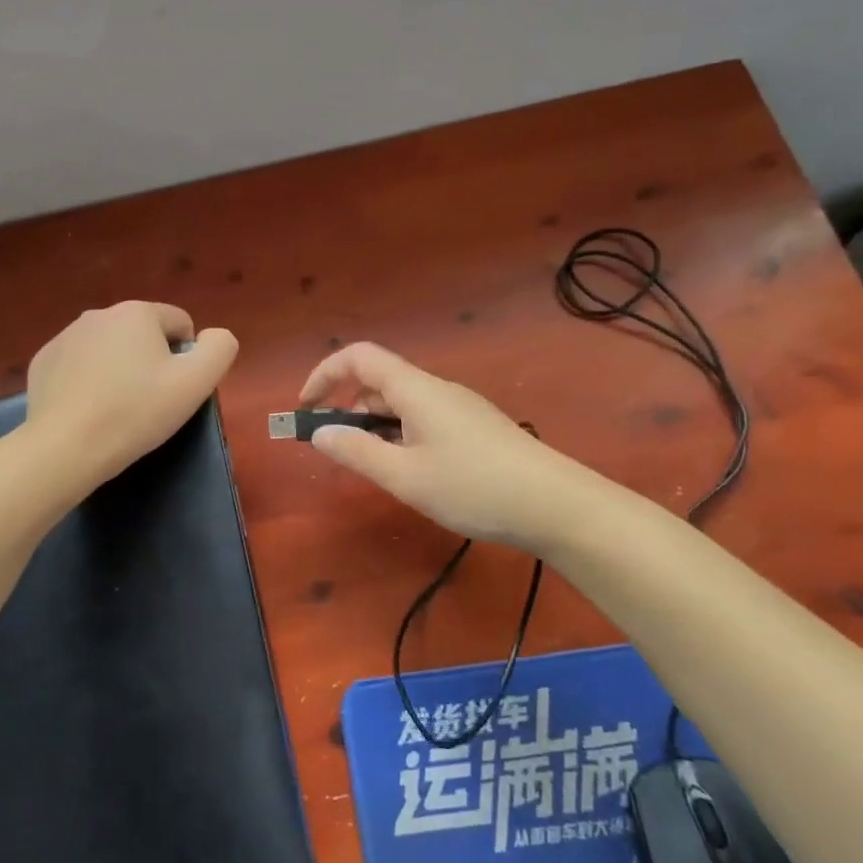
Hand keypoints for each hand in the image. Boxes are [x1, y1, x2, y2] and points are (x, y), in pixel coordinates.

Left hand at [26, 301, 238, 484]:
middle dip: (151, 361)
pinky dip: (88, 381)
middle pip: (143, 334)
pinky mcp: (42, 362)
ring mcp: (65, 336)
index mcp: (137, 312)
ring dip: (119, 369)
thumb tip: (214, 336)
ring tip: (117, 409)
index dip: (187, 357)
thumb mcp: (196, 383)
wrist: (65, 447)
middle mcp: (99, 313)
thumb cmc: (136, 412)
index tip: (175, 390)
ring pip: (109, 348)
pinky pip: (78, 365)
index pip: (180, 323)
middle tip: (149, 402)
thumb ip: (219, 349)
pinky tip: (88, 410)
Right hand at [299, 341, 565, 549]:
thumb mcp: (406, 477)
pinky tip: (412, 472)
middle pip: (380, 381)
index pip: (360, 357)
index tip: (306, 408)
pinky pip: (423, 419)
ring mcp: (459, 407)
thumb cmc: (474, 487)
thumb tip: (319, 432)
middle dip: (349, 408)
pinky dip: (401, 436)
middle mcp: (436, 389)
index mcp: (416, 389)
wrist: (556, 505)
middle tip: (337, 449)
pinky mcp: (475, 427)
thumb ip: (357, 452)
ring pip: (402, 404)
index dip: (325, 374)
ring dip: (376, 426)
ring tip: (376, 468)